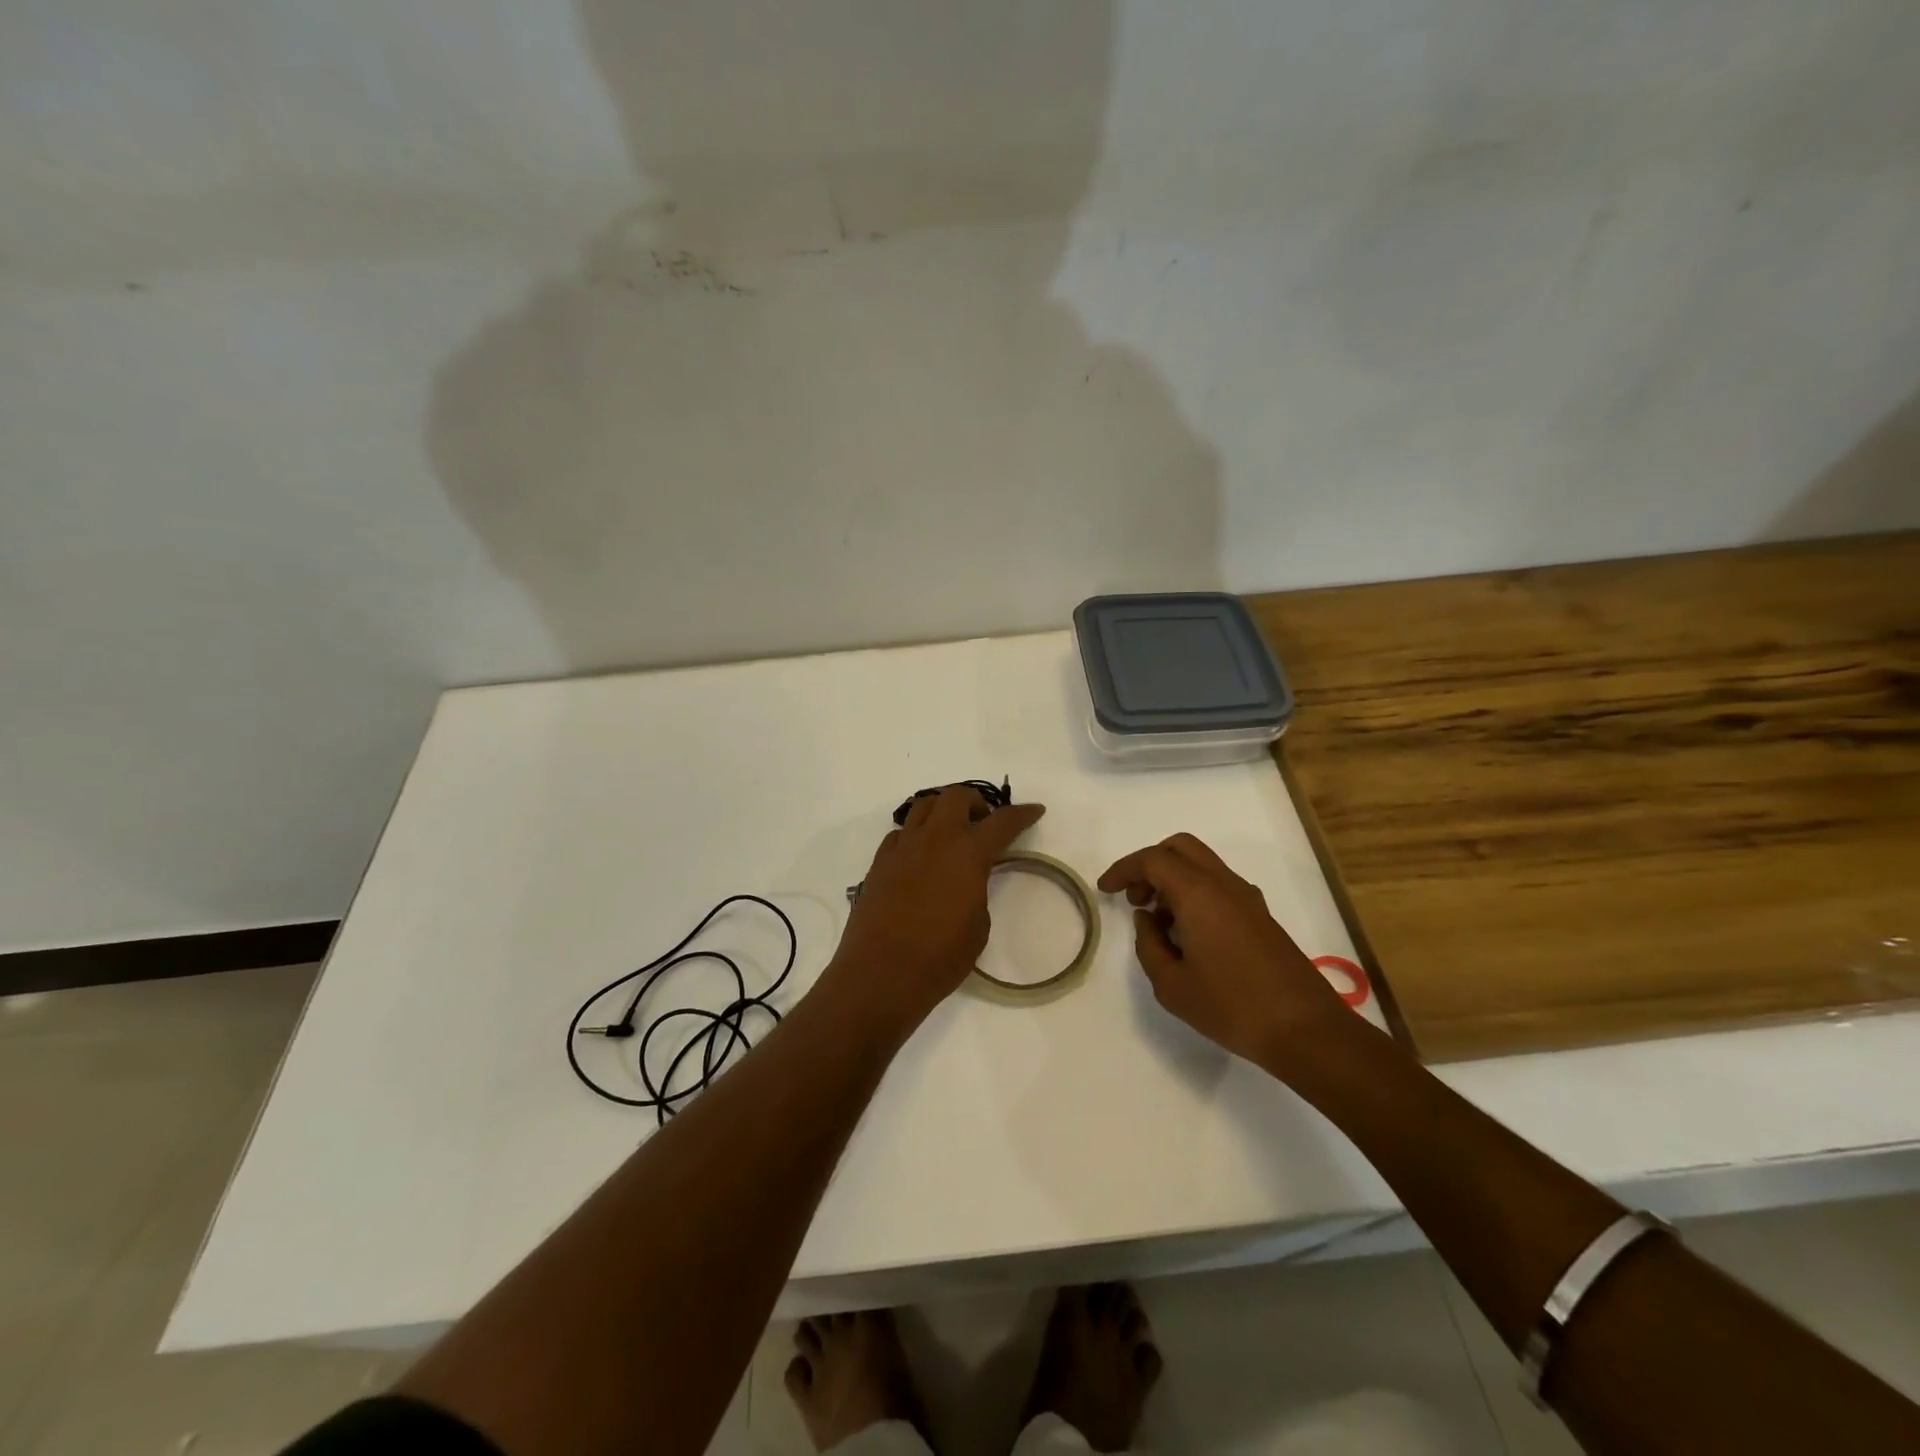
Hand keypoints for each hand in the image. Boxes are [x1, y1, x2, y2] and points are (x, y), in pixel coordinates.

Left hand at [830, 785, 1045, 1033]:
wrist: (881, 974)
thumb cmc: (940, 957)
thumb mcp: (979, 926)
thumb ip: (978, 889)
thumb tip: (967, 878)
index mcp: (967, 854)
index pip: (1002, 822)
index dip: (1022, 814)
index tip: (1034, 810)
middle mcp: (934, 839)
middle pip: (956, 796)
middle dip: (976, 802)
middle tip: (983, 822)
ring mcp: (902, 847)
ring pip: (923, 805)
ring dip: (943, 810)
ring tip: (951, 832)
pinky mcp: (879, 862)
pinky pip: (901, 833)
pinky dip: (916, 835)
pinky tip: (920, 857)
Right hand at [1098, 833, 1354, 1072]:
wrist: (1306, 1030)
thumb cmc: (1232, 1007)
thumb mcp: (1172, 985)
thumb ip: (1149, 945)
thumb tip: (1147, 920)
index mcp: (1198, 894)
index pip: (1153, 860)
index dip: (1124, 869)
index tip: (1105, 890)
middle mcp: (1224, 884)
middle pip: (1180, 848)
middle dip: (1149, 865)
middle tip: (1134, 898)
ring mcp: (1247, 898)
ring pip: (1201, 865)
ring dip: (1173, 880)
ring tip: (1158, 922)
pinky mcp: (1261, 916)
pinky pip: (1218, 885)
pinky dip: (1194, 893)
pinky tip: (1188, 934)